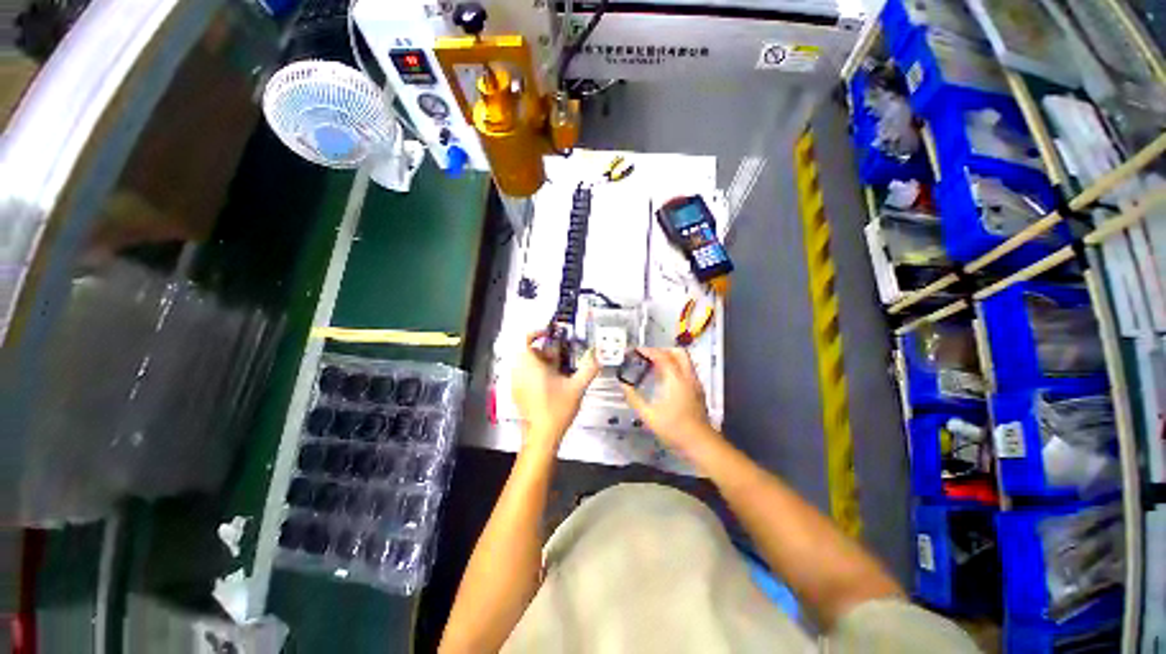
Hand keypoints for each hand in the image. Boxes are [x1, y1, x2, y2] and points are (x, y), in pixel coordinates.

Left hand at [511, 331, 599, 451]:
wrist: (542, 436)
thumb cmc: (557, 409)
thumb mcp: (577, 387)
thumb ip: (589, 369)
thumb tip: (599, 356)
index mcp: (530, 365)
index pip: (524, 339)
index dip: (536, 332)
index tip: (550, 334)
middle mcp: (519, 371)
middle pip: (528, 351)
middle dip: (544, 350)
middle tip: (560, 355)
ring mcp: (517, 383)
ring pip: (526, 363)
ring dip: (540, 361)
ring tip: (557, 369)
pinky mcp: (517, 393)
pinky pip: (524, 374)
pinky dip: (535, 372)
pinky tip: (551, 382)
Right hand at [621, 348, 722, 456]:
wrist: (701, 443)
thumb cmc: (674, 429)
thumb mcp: (649, 416)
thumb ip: (634, 398)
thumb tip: (623, 385)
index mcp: (676, 380)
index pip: (663, 356)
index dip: (648, 351)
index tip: (636, 351)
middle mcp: (688, 377)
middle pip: (678, 352)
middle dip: (662, 350)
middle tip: (647, 356)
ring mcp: (695, 383)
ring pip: (684, 360)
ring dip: (669, 357)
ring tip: (654, 365)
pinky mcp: (698, 390)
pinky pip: (686, 370)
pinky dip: (675, 367)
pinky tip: (664, 378)